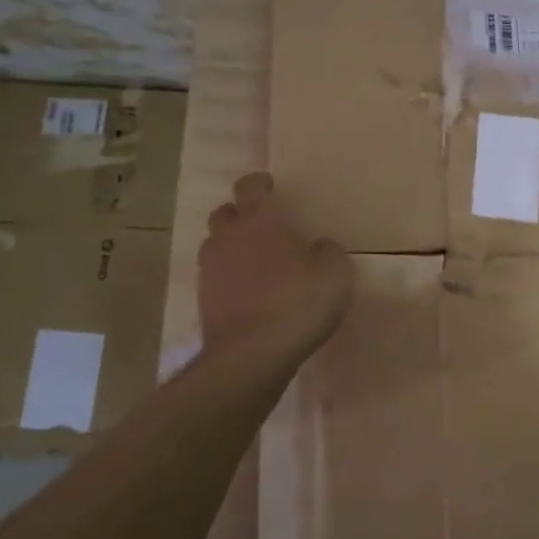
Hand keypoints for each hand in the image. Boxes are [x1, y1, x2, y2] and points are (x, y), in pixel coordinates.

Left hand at [199, 173, 353, 357]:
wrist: (252, 355)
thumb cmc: (297, 304)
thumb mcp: (335, 274)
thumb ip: (329, 252)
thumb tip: (320, 247)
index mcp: (260, 222)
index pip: (250, 187)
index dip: (259, 183)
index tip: (269, 185)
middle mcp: (229, 238)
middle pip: (225, 213)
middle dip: (240, 214)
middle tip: (261, 226)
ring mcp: (211, 270)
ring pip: (215, 245)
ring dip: (231, 246)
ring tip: (253, 261)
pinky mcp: (204, 300)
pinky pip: (215, 277)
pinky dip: (229, 278)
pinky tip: (248, 293)